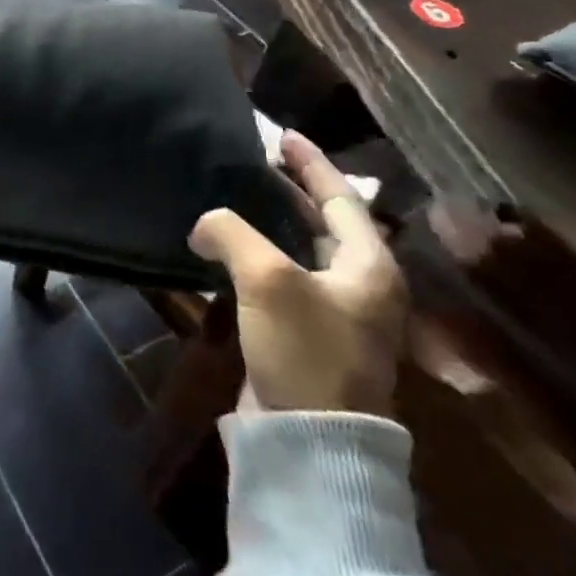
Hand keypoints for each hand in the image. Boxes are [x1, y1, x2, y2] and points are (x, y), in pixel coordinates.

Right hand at [188, 131, 406, 416]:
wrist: (310, 441)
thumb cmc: (304, 350)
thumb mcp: (267, 279)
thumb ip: (232, 233)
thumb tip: (205, 224)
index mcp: (369, 266)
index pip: (341, 198)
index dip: (311, 163)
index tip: (283, 134)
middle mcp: (360, 286)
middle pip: (325, 222)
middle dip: (290, 189)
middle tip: (255, 160)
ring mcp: (334, 314)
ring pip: (301, 250)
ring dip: (271, 221)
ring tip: (236, 195)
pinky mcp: (306, 336)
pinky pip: (283, 278)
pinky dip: (258, 255)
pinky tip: (227, 248)